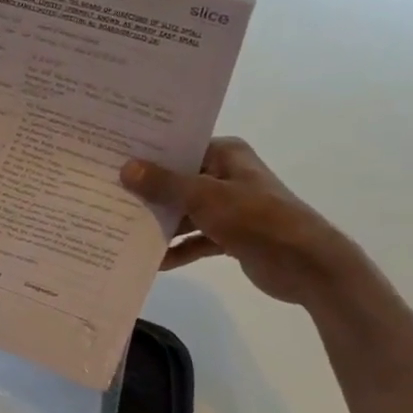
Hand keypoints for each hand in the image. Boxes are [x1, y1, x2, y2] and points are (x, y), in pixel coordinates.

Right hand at [120, 137, 360, 306]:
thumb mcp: (205, 197)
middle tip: (106, 194)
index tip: (111, 158)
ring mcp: (228, 207)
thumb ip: (164, 184)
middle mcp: (226, 175)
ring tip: (121, 228)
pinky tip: (153, 261)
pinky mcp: (229, 236)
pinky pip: (194, 239)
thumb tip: (126, 168)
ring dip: (159, 223)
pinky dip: (177, 249)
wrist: (307, 265)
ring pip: (183, 212)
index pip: (179, 148)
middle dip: (147, 192)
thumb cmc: (257, 218)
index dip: (147, 154)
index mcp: (225, 154)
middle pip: (177, 181)